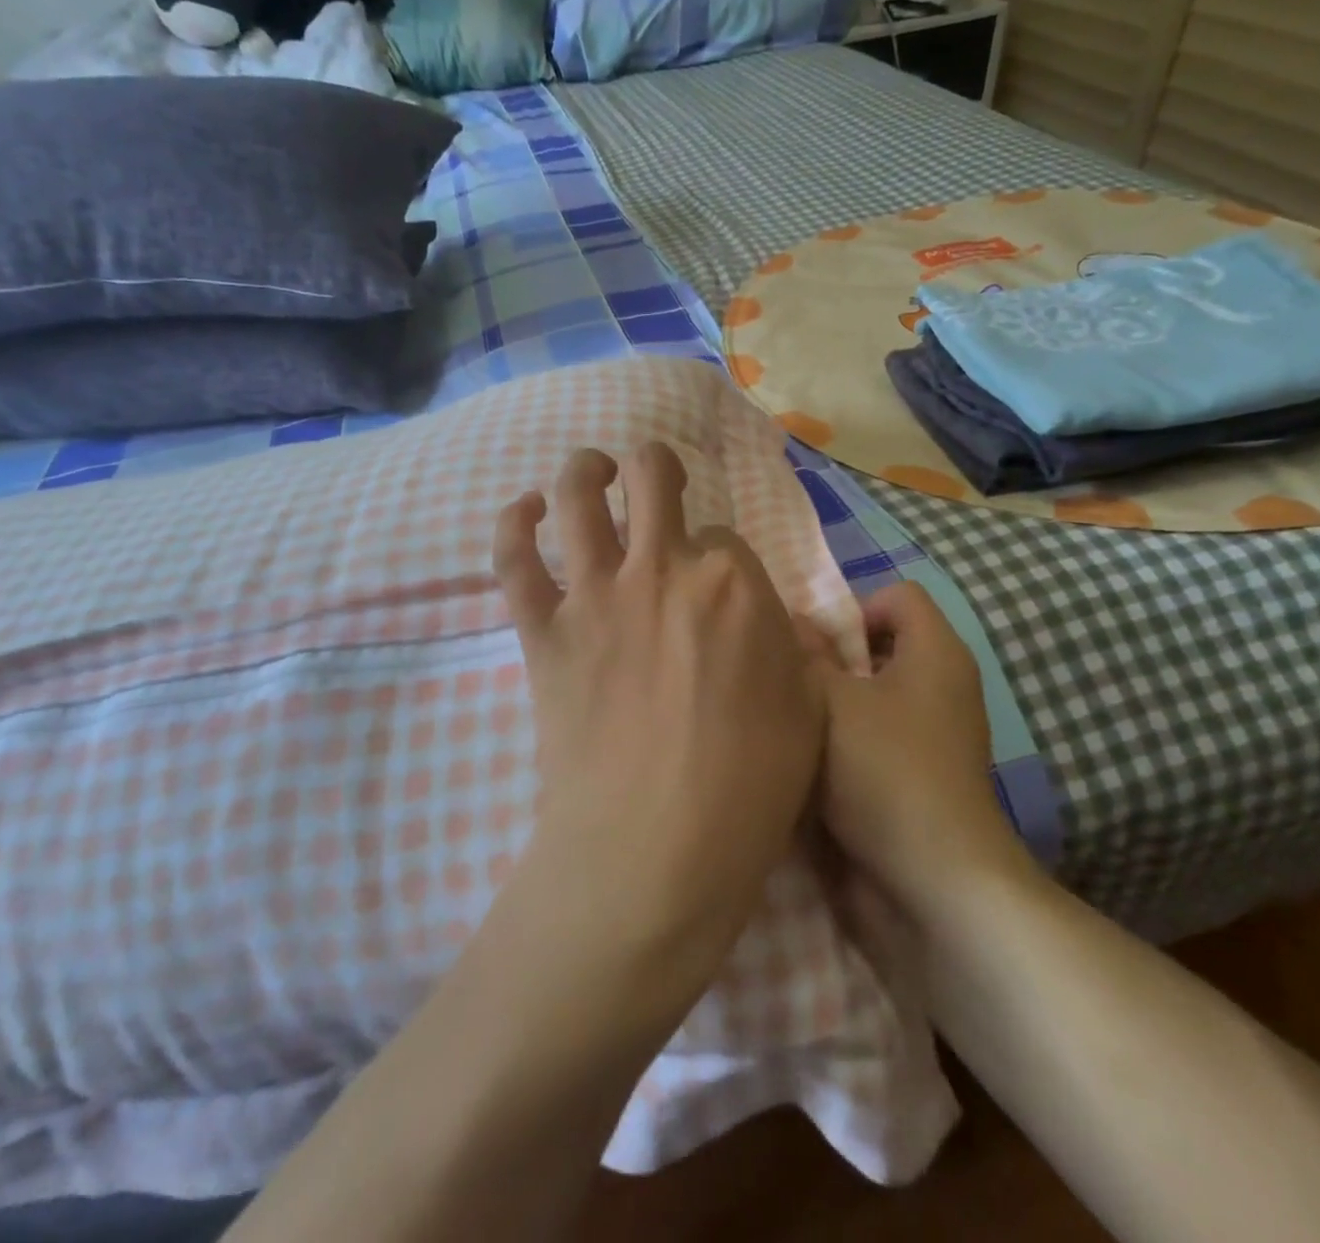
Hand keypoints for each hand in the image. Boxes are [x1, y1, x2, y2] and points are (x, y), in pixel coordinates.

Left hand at [493, 442, 826, 989]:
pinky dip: (512, 523)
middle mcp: (663, 569)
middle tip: (654, 481)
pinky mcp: (544, 632)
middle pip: (653, 478)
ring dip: (585, 470)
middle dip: (655, 468)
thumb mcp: (807, 709)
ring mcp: (596, 595)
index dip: (719, 557)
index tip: (713, 588)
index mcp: (734, 583)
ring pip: (580, 495)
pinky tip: (523, 509)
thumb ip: (785, 645)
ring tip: (592, 469)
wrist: (655, 851)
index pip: (724, 536)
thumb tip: (761, 618)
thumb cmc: (749, 791)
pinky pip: (514, 559)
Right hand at [811, 582, 1030, 917]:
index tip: (818, 648)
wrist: (934, 884)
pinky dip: (850, 742)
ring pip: (876, 695)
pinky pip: (880, 737)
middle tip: (795, 686)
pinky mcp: (923, 776)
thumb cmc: (884, 771)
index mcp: (936, 652)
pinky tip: (815, 765)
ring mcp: (937, 735)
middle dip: (834, 661)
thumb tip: (796, 622)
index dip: (854, 609)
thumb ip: (807, 654)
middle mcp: (944, 686)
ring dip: (835, 706)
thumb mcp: (830, 701)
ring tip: (796, 725)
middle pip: (883, 646)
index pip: (897, 595)